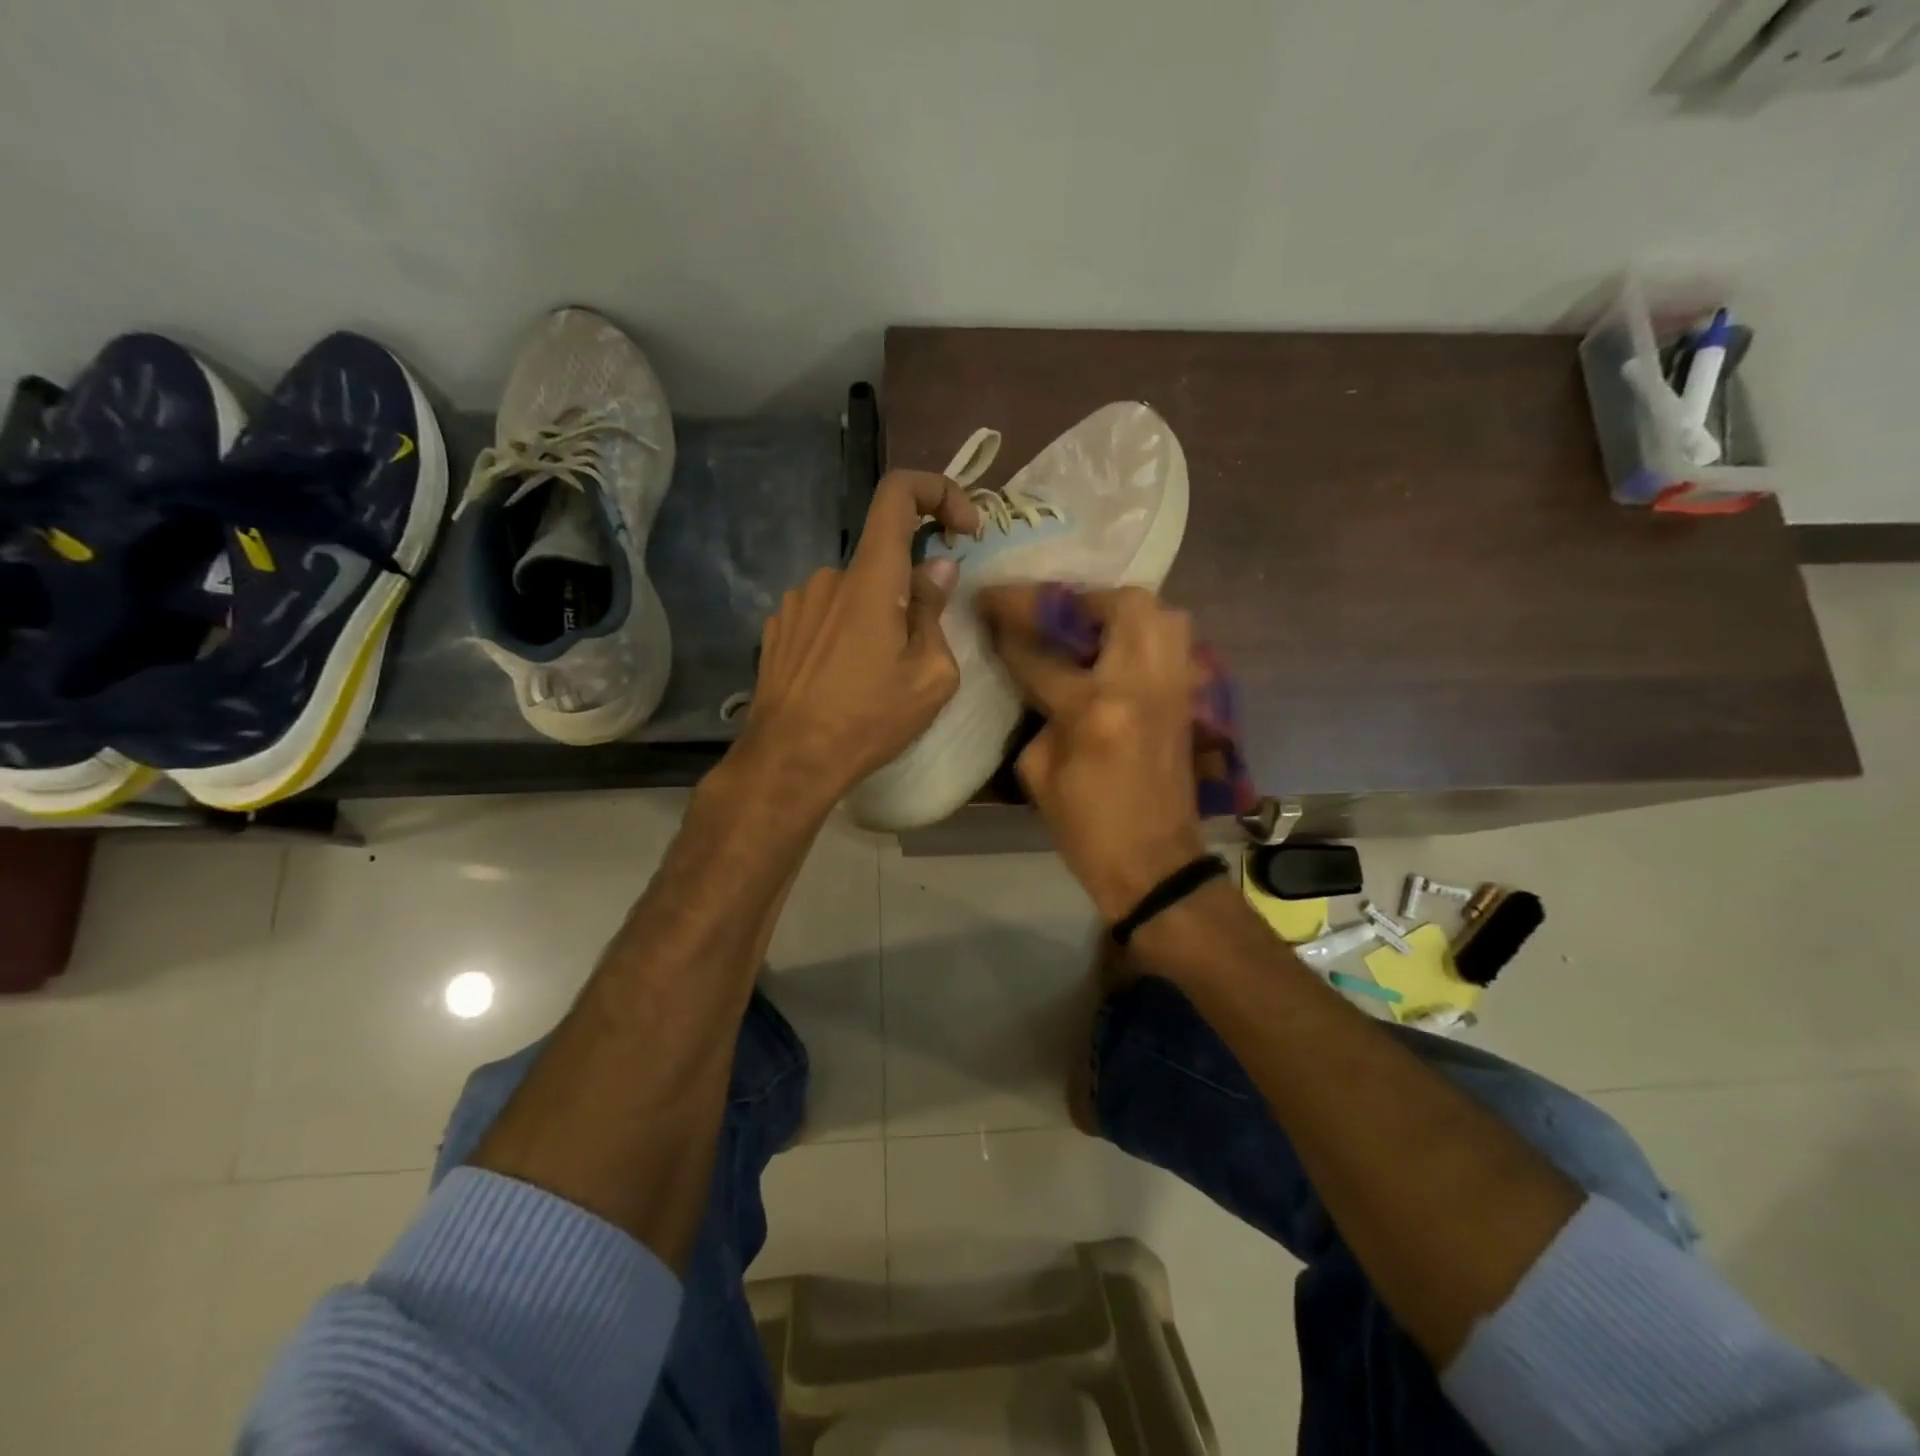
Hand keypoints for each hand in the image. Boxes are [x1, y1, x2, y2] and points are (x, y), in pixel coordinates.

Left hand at [732, 470, 980, 808]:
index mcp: (870, 578)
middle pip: (882, 561)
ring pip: (854, 593)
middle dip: (908, 594)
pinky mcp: (778, 628)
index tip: (963, 529)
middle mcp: (829, 576)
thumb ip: (934, 612)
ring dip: (874, 618)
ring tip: (875, 677)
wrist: (789, 760)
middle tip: (916, 652)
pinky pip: (825, 614)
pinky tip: (842, 680)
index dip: (938, 492)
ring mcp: (797, 602)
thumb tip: (936, 569)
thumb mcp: (929, 676)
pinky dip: (845, 633)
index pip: (898, 494)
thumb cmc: (868, 719)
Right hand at [977, 585, 1206, 921]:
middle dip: (1081, 600)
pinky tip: (1118, 655)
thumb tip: (1035, 676)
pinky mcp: (1189, 699)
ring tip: (1092, 628)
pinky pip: (1174, 644)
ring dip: (1122, 610)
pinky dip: (1146, 636)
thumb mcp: (1038, 771)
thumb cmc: (1086, 827)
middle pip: (1121, 605)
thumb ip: (1036, 713)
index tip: (989, 608)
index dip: (1009, 626)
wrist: (1153, 863)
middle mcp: (1140, 684)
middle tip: (1055, 614)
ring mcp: (1173, 688)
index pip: (1042, 653)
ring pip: (1163, 614)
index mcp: (1093, 708)